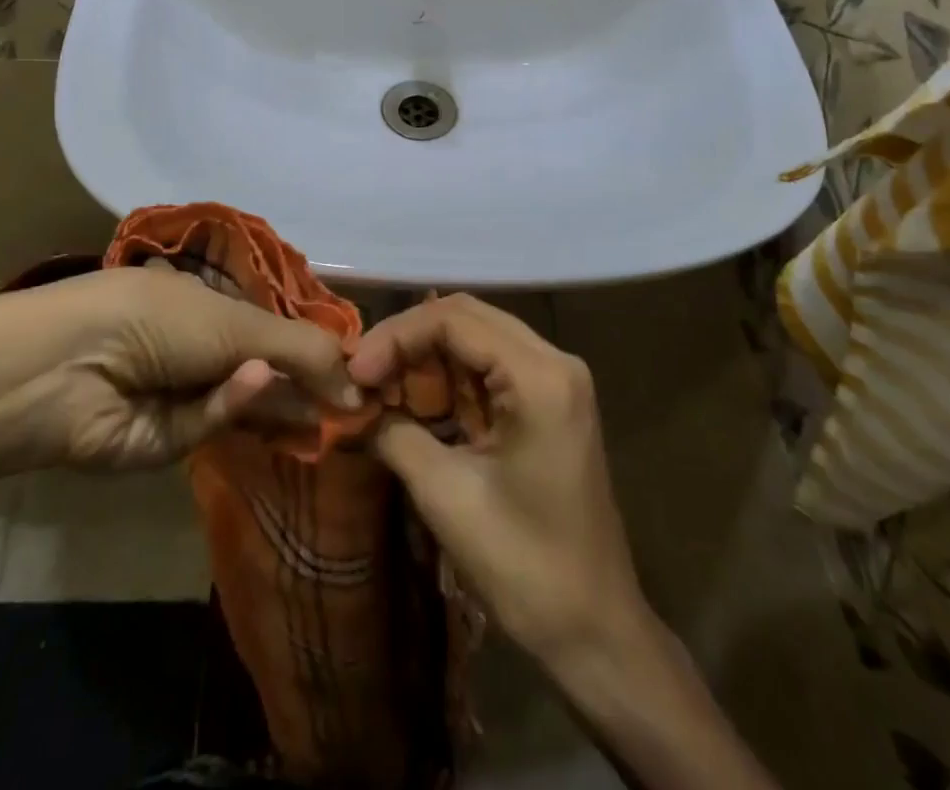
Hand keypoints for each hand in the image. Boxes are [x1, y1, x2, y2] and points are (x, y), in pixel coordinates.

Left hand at [0, 267, 359, 470]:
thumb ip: (303, 353)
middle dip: (307, 384)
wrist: (73, 364)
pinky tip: (253, 384)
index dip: (314, 347)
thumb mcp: (240, 324)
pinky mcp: (168, 441)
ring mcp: (185, 395)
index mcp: (213, 305)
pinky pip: (212, 424)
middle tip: (356, 405)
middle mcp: (201, 348)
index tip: (359, 369)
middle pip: (267, 370)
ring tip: (334, 412)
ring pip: (247, 404)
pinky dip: (232, 406)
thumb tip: (360, 389)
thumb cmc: (161, 318)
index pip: (275, 328)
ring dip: (283, 403)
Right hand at [348, 294, 645, 662]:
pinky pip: (490, 367)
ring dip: (426, 356)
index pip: (454, 320)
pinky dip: (448, 377)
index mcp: (540, 376)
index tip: (355, 372)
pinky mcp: (550, 401)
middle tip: (362, 373)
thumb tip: (355, 406)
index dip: (396, 337)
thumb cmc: (525, 566)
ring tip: (380, 384)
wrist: (595, 632)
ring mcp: (556, 380)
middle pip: (467, 318)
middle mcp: (554, 361)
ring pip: (476, 338)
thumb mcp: (448, 496)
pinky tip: (415, 398)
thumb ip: (396, 435)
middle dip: (408, 340)